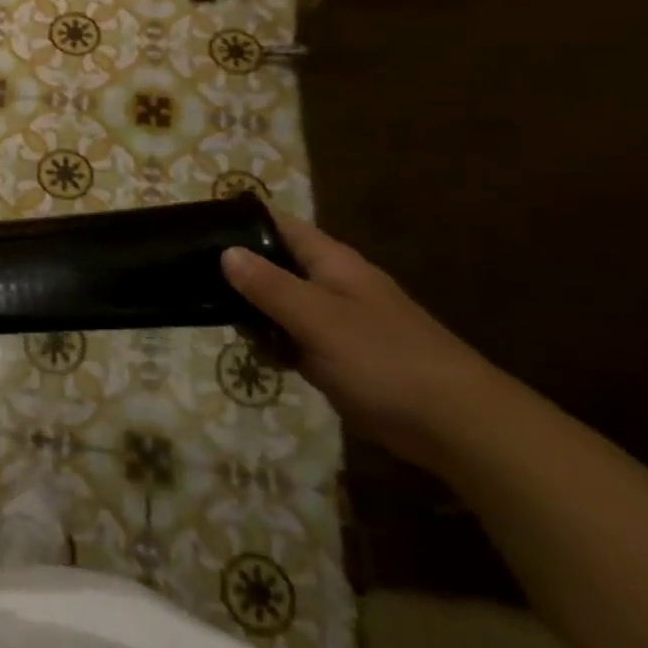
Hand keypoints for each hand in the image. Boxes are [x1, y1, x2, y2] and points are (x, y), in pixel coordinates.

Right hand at [221, 214, 504, 470]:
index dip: (243, 222)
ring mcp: (337, 322)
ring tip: (210, 315)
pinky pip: (294, 338)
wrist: (456, 426)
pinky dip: (273, 343)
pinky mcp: (338, 356)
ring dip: (252, 311)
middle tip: (191, 278)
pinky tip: (254, 354)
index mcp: (333, 264)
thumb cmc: (385, 360)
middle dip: (238, 271)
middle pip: (276, 265)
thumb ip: (270, 286)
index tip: (199, 226)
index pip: (281, 226)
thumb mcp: (318, 318)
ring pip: (280, 304)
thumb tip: (226, 251)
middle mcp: (333, 285)